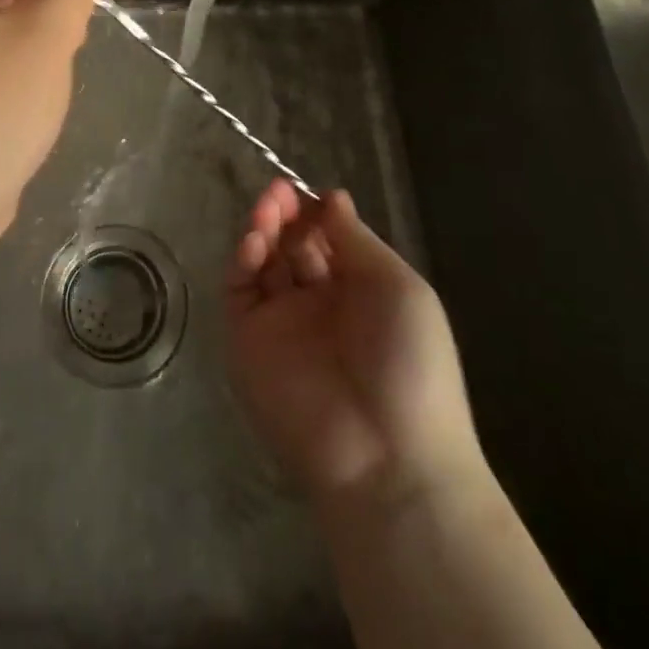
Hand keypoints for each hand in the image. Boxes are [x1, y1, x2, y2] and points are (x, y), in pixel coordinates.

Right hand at [226, 181, 486, 508]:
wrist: (386, 457)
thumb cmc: (408, 363)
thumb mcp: (397, 288)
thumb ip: (356, 240)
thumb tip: (332, 197)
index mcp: (360, 292)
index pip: (327, 240)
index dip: (314, 213)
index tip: (306, 191)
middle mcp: (318, 304)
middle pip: (292, 246)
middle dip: (285, 215)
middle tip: (278, 193)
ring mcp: (281, 324)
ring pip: (263, 263)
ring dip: (263, 229)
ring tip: (267, 209)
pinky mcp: (248, 343)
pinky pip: (240, 292)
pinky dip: (243, 260)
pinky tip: (254, 240)